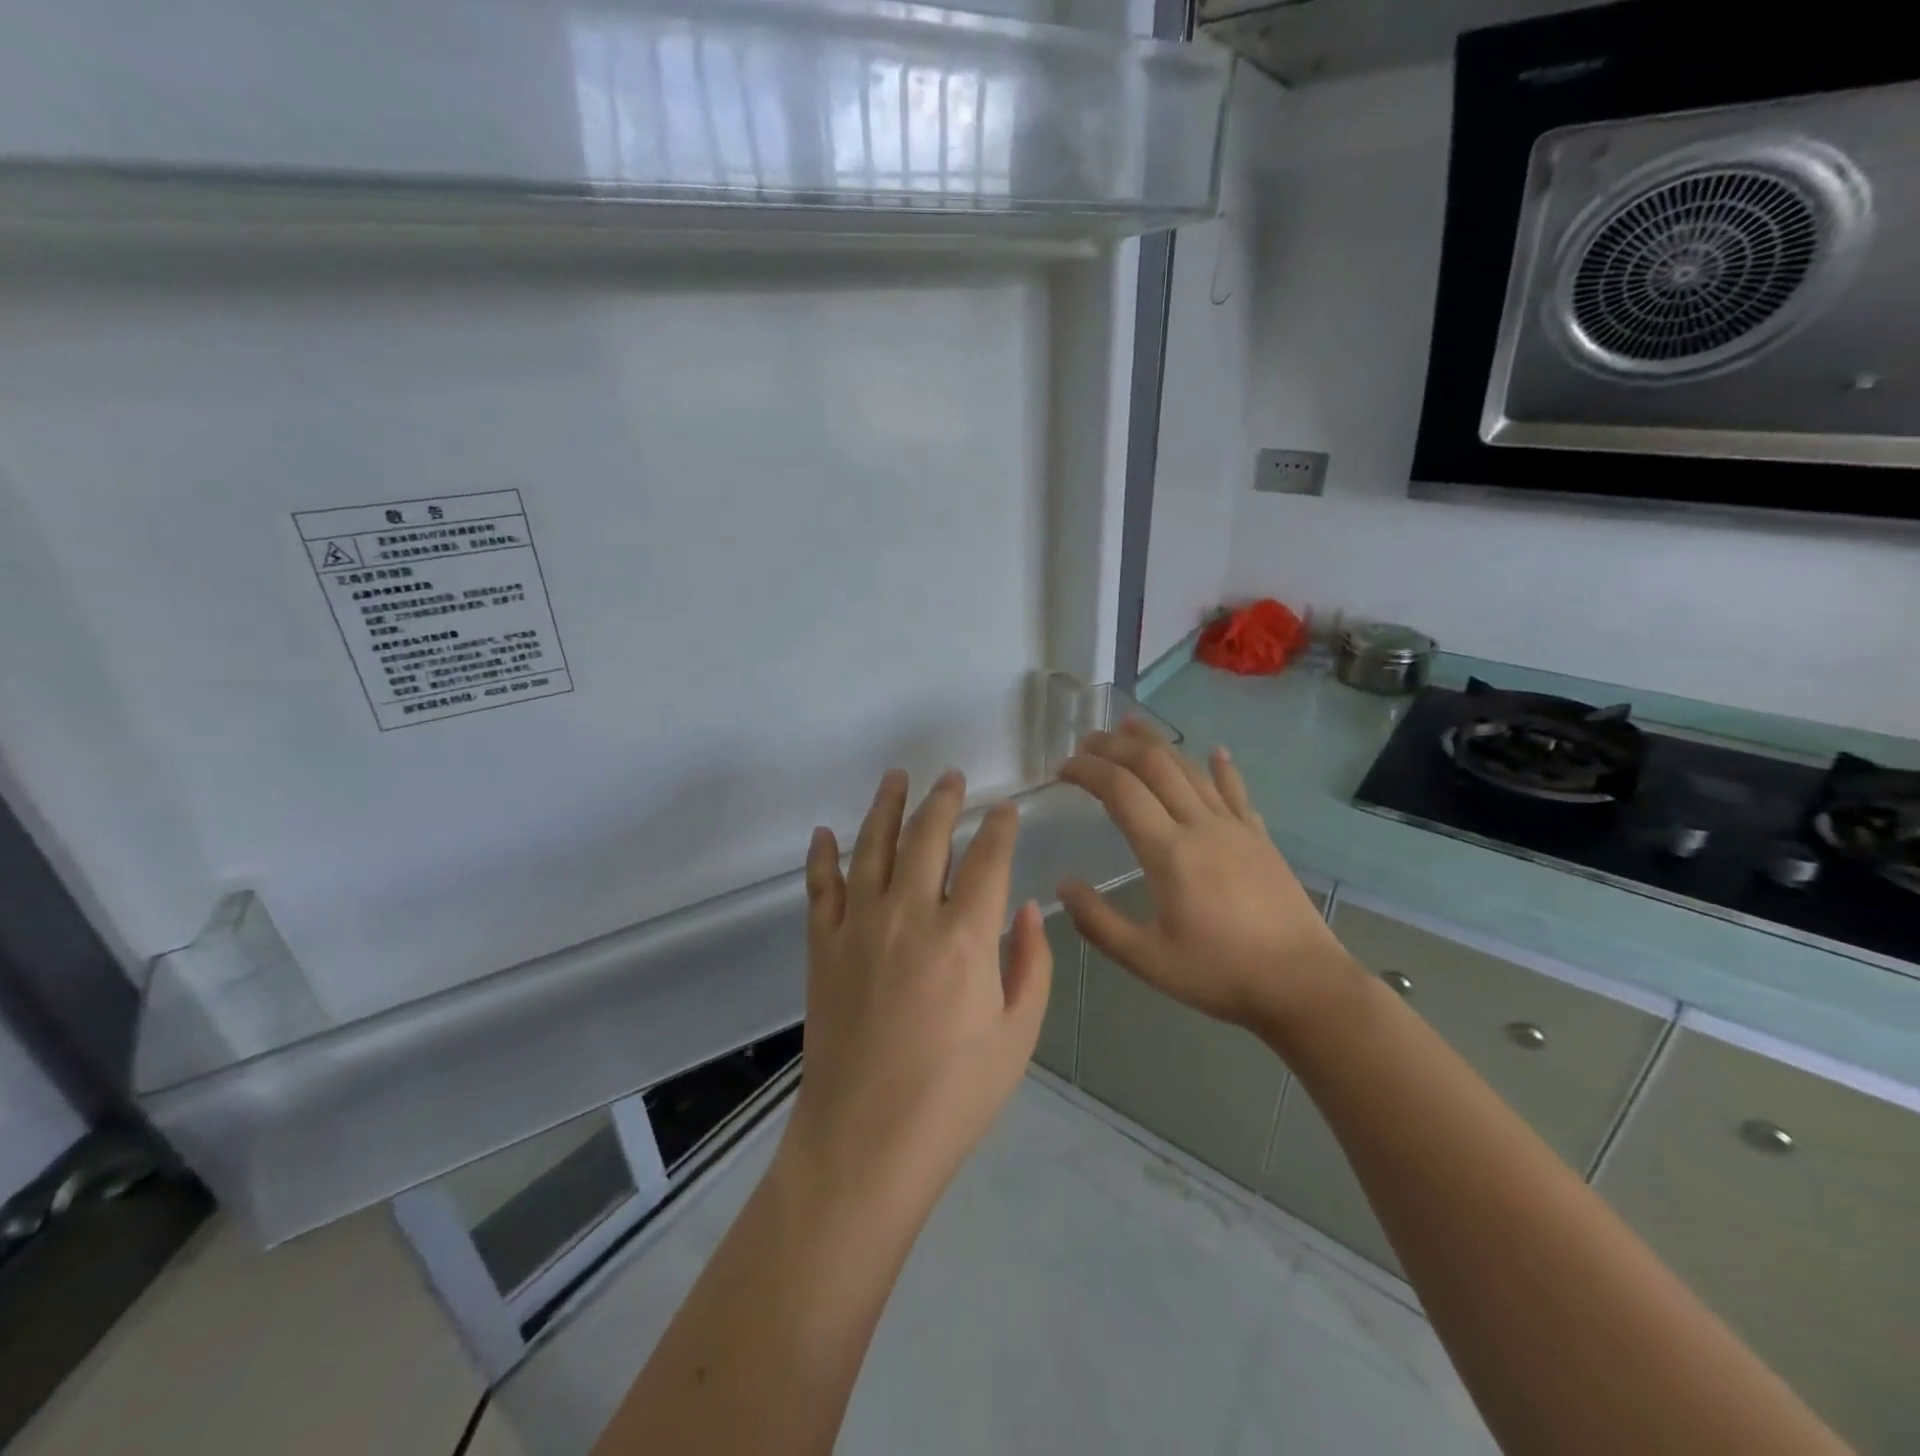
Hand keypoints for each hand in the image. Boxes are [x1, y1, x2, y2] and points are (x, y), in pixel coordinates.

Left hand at [786, 769, 1052, 1209]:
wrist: (865, 1143)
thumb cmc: (953, 1096)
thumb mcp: (1017, 1036)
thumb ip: (1031, 964)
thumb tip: (1028, 908)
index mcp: (965, 937)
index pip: (987, 858)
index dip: (999, 827)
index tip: (1005, 809)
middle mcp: (909, 916)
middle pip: (927, 836)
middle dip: (944, 800)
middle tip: (952, 778)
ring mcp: (858, 928)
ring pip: (871, 847)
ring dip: (885, 807)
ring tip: (897, 778)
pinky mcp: (823, 948)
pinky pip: (820, 888)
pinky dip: (822, 856)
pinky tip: (824, 833)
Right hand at [1056, 720, 1355, 1036]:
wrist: (1304, 984)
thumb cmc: (1220, 974)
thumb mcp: (1147, 960)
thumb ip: (1098, 922)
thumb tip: (1063, 885)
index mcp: (1168, 852)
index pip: (1120, 790)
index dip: (1087, 771)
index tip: (1062, 768)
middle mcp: (1200, 826)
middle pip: (1154, 766)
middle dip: (1115, 746)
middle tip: (1087, 741)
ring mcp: (1235, 827)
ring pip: (1190, 769)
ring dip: (1157, 743)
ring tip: (1130, 726)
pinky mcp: (1260, 838)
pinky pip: (1236, 791)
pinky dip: (1221, 768)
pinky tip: (1215, 751)